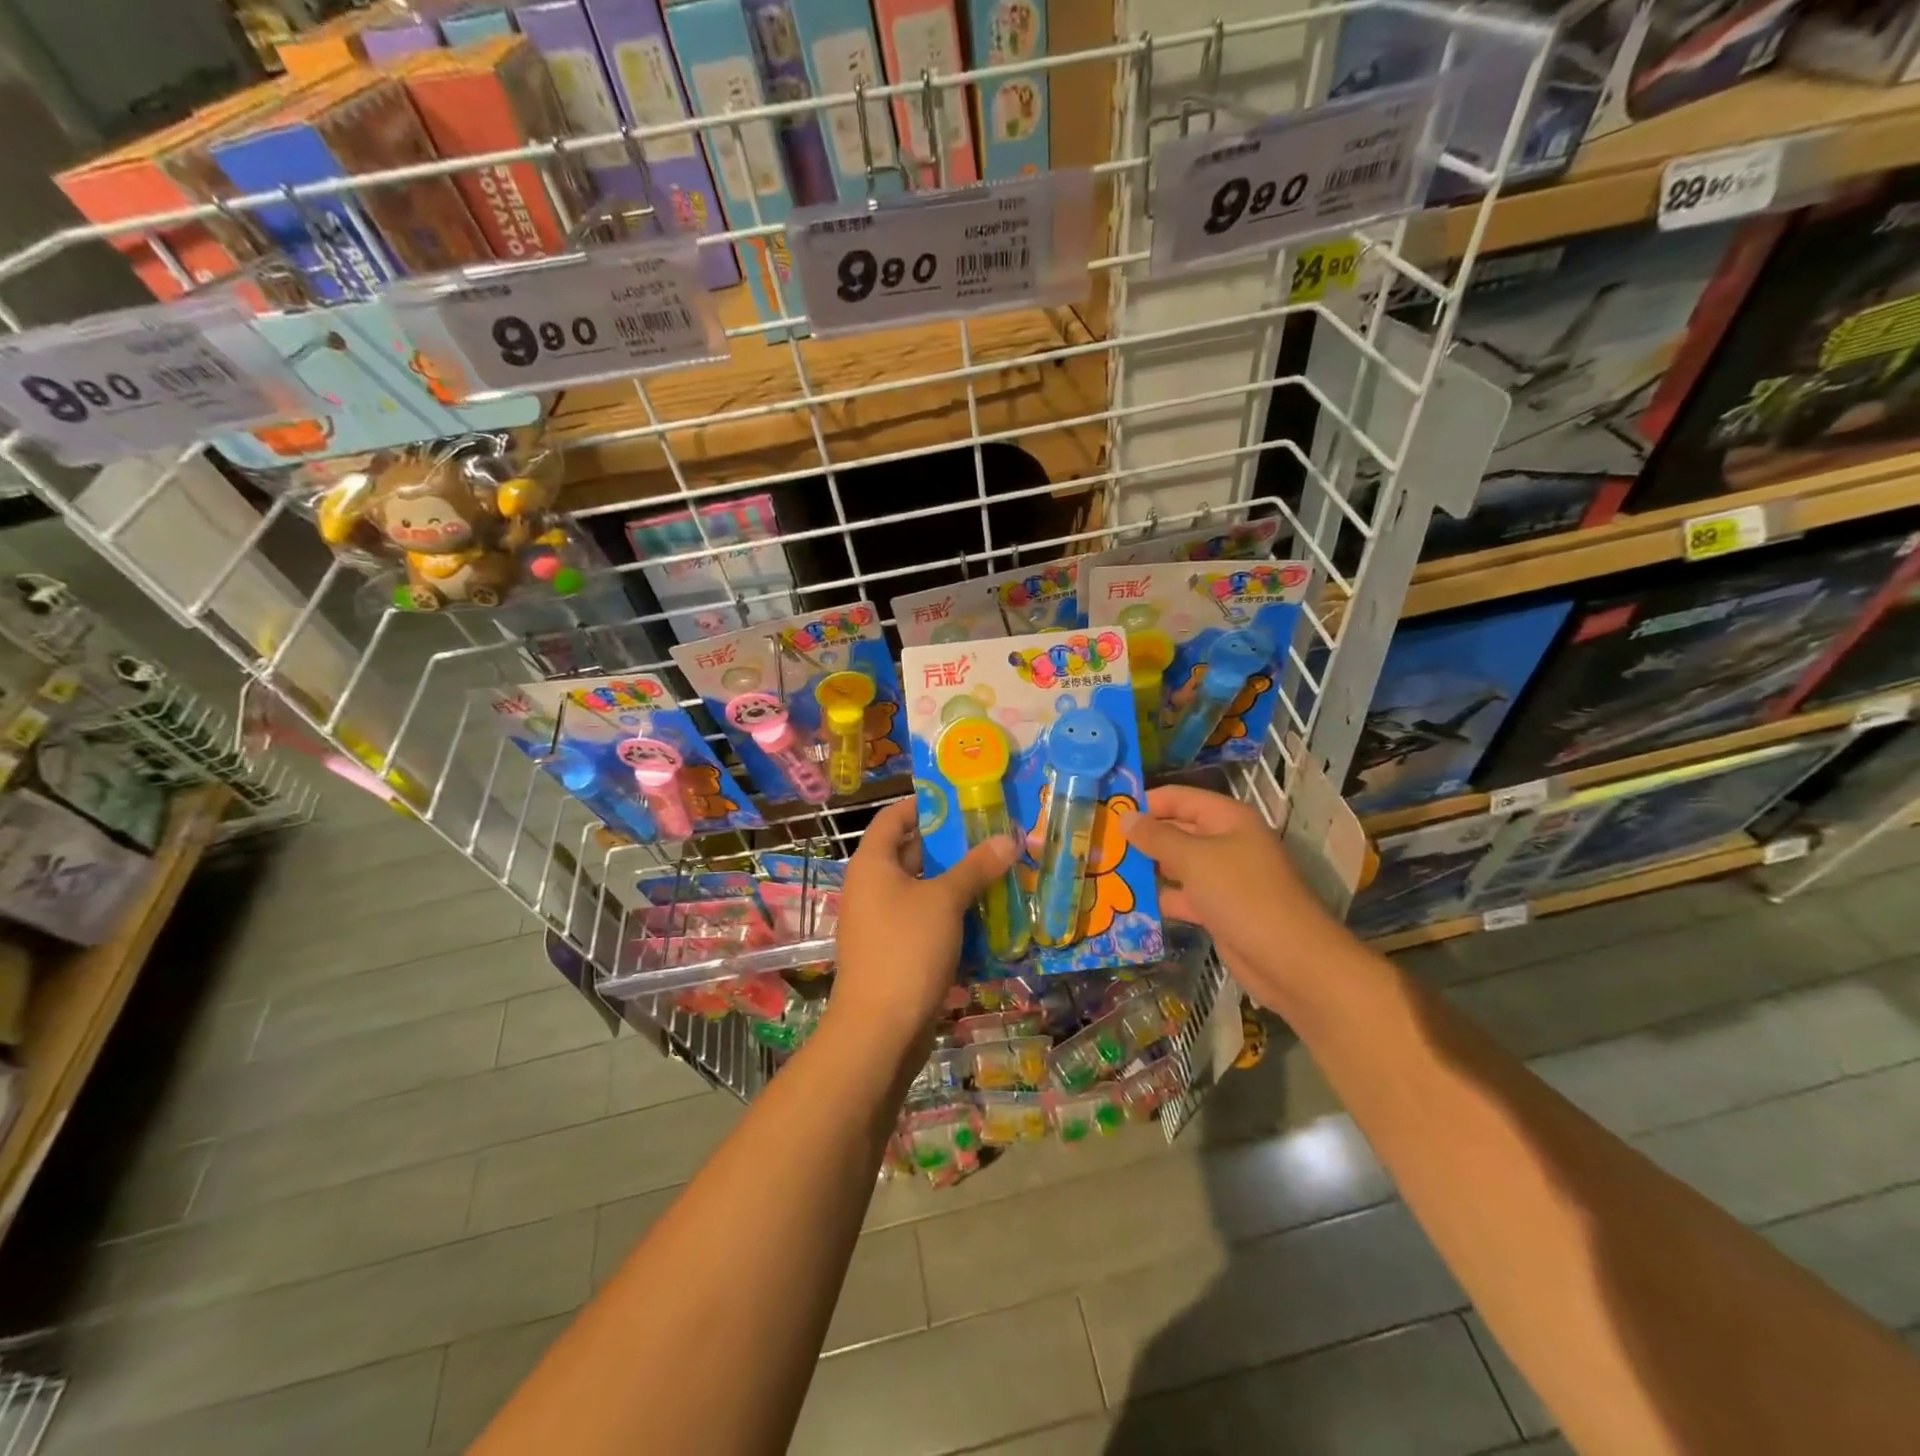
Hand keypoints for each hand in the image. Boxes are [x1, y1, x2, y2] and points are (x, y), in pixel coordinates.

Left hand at [832, 799, 1017, 1046]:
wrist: (879, 1031)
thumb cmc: (906, 949)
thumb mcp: (945, 901)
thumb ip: (976, 867)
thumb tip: (1008, 838)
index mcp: (872, 863)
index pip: (895, 817)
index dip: (926, 805)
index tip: (963, 800)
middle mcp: (872, 887)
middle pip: (913, 853)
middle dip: (954, 847)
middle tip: (996, 837)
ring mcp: (883, 922)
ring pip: (925, 891)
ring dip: (960, 884)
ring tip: (1002, 873)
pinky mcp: (897, 952)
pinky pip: (927, 922)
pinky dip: (954, 917)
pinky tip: (990, 918)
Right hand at [1121, 786, 1341, 1002]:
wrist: (1290, 960)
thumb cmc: (1243, 895)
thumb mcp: (1194, 859)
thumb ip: (1157, 837)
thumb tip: (1125, 817)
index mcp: (1227, 819)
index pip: (1178, 798)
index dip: (1145, 802)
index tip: (1106, 812)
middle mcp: (1226, 842)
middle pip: (1176, 831)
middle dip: (1141, 838)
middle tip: (1098, 844)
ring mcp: (1223, 877)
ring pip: (1177, 866)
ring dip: (1147, 870)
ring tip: (1104, 872)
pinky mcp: (1219, 909)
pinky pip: (1183, 896)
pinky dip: (1161, 899)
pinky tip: (1128, 904)